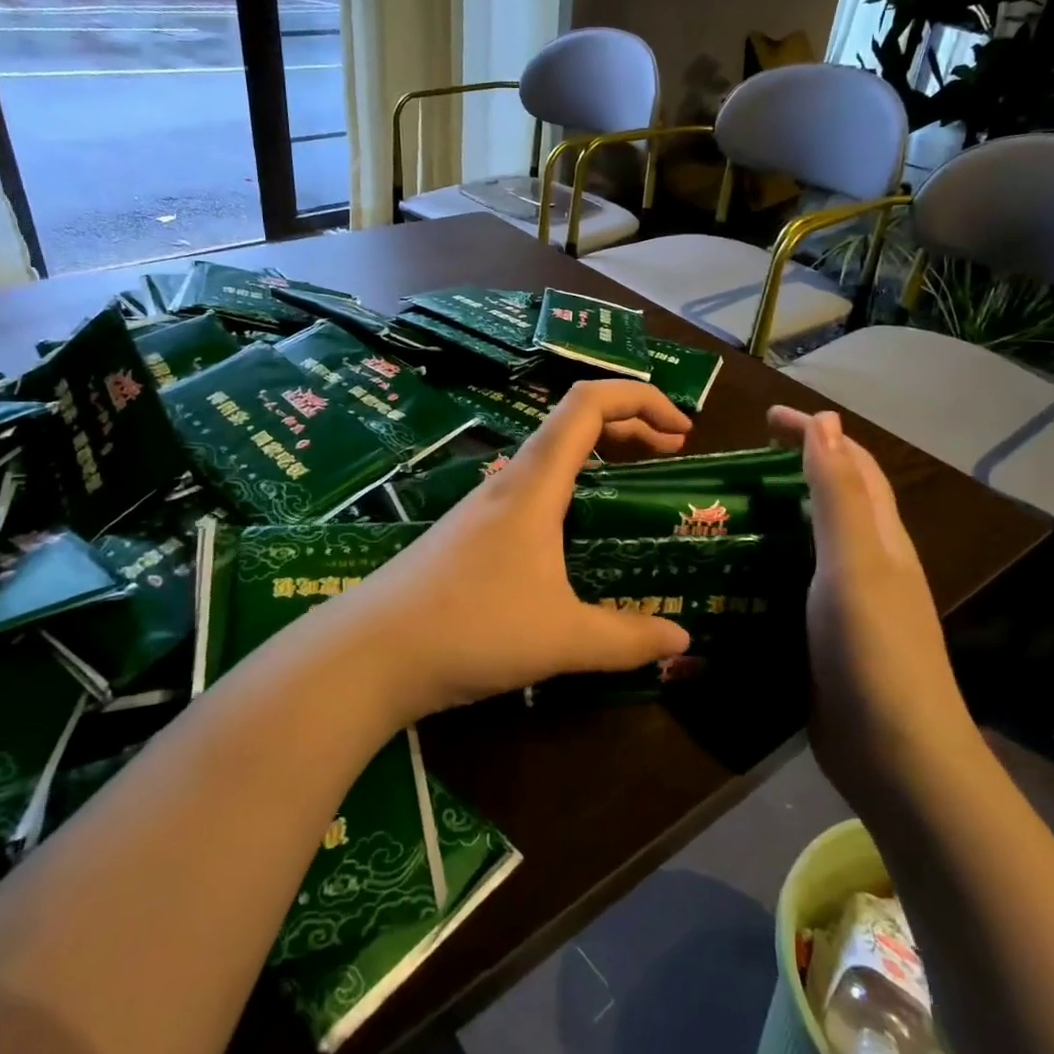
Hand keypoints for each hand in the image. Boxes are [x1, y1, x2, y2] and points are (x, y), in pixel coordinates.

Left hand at [350, 380, 694, 724]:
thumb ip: (628, 638)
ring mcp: (484, 506)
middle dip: (630, 425)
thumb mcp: (563, 637)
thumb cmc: (471, 628)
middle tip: (670, 454)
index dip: (642, 399)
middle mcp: (510, 481)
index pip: (590, 403)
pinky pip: (533, 490)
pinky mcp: (469, 534)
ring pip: (551, 456)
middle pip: (574, 421)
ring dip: (598, 456)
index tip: (683, 431)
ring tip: (632, 487)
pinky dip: (571, 489)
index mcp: (535, 482)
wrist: (369, 653)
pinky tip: (577, 534)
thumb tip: (683, 638)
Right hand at [767, 407, 973, 783]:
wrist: (895, 756)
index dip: (815, 433)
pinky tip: (738, 571)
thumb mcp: (854, 562)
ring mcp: (849, 603)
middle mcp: (869, 563)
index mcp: (880, 538)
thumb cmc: (873, 649)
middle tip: (741, 462)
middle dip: (797, 466)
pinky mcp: (826, 637)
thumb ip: (838, 494)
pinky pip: (796, 581)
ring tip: (729, 509)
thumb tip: (827, 421)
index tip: (766, 418)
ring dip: (779, 514)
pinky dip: (770, 561)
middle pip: (837, 498)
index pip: (851, 464)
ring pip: (814, 540)